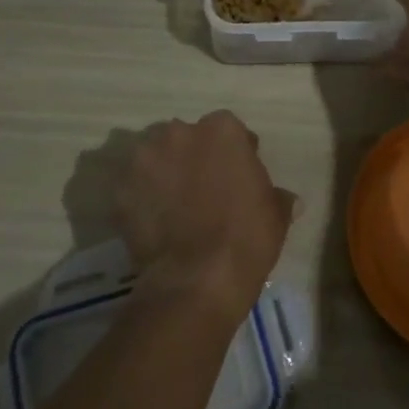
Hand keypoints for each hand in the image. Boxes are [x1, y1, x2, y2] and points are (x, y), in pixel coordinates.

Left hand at [112, 111, 295, 319]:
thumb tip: (289, 200)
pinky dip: (140, 200)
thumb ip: (277, 197)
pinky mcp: (119, 190)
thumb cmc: (247, 237)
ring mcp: (144, 160)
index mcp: (222, 130)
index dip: (234, 154)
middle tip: (203, 189)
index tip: (238, 176)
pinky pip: (132, 188)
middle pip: (186, 138)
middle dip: (193, 157)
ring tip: (173, 206)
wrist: (197, 279)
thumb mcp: (276, 215)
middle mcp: (179, 133)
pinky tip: (153, 223)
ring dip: (163, 173)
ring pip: (154, 157)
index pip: (229, 131)